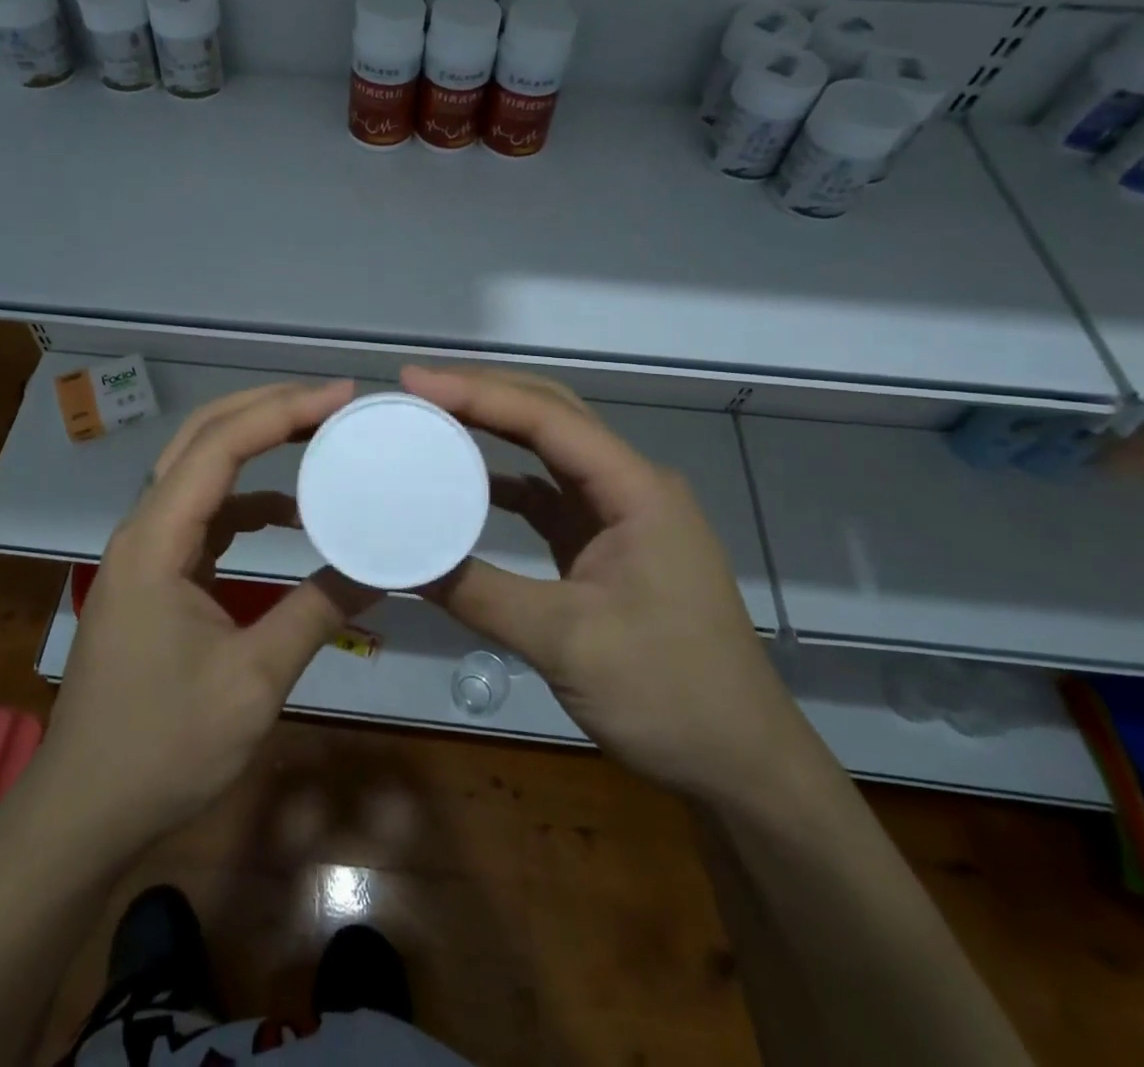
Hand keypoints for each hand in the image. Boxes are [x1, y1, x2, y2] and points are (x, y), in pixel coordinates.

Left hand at [34, 379, 357, 853]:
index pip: (219, 448)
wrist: (84, 812)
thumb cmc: (162, 747)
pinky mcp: (155, 576)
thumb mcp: (252, 681)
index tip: (339, 397)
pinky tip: (290, 515)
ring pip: (199, 471)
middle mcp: (144, 531)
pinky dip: (248, 501)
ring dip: (254, 446)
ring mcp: (146, 552)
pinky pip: (204, 515)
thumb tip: (380, 568)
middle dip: (264, 408)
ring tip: (315, 436)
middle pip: (200, 439)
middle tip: (328, 400)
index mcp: (155, 542)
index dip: (280, 412)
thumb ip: (316, 613)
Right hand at [403, 365, 802, 804]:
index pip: (546, 418)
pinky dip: (506, 484)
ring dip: (495, 429)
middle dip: (486, 394)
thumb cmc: (669, 694)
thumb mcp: (566, 641)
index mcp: (635, 490)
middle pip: (552, 416)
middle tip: (419, 389)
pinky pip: (549, 496)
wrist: (740, 762)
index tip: (414, 381)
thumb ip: (480, 593)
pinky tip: (467, 486)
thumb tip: (404, 561)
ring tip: (436, 419)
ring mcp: (620, 516)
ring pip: (550, 450)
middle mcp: (630, 487)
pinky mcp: (607, 546)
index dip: (477, 393)